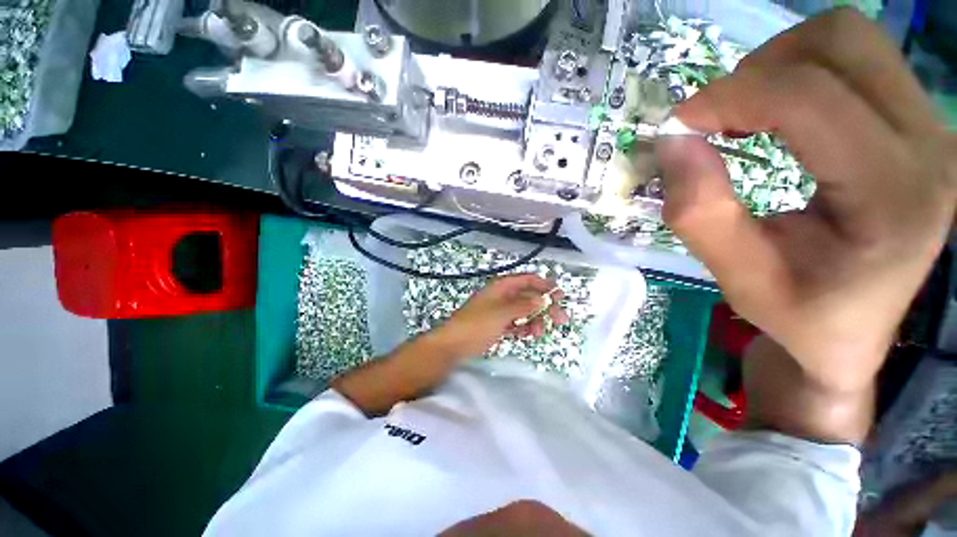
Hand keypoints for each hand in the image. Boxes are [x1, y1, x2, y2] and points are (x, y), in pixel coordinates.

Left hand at [430, 274, 568, 360]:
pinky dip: (524, 327)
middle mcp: (503, 296)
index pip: (528, 280)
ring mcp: (501, 311)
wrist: (455, 344)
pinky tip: (528, 335)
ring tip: (539, 332)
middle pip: (529, 296)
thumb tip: (543, 299)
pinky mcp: (499, 325)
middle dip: (545, 306)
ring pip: (525, 311)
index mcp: (502, 287)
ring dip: (535, 320)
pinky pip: (517, 323)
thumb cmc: (477, 324)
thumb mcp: (502, 313)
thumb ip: (523, 305)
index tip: (560, 295)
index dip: (544, 285)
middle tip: (561, 318)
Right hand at [656, 9, 955, 394]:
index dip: (729, 97)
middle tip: (716, 120)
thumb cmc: (800, 316)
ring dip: (779, 65)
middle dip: (757, 71)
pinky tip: (777, 115)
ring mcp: (931, 127)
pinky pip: (856, 59)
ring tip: (745, 116)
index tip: (678, 126)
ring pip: (849, 38)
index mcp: (894, 197)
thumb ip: (700, 214)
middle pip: (840, 42)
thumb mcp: (739, 280)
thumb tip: (673, 141)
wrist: (855, 329)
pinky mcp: (917, 122)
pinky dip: (800, 71)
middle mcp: (929, 145)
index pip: (809, 99)